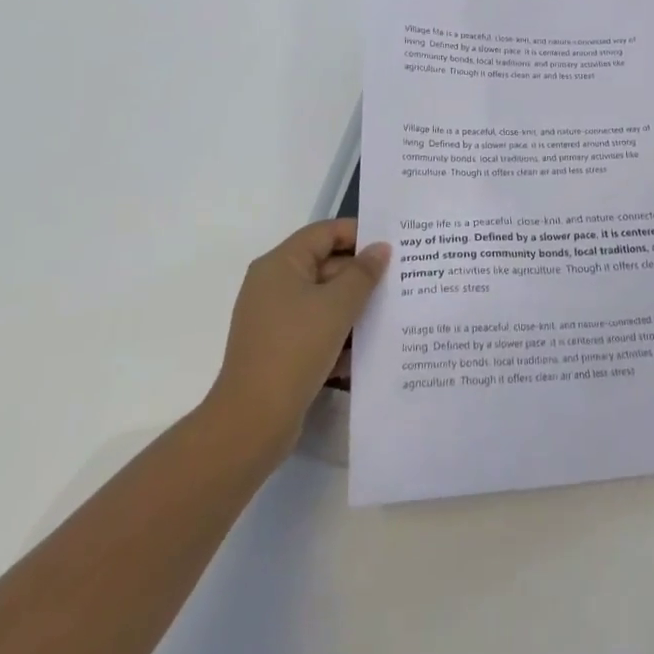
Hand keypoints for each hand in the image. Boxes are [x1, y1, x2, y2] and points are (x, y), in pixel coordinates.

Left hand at [200, 219, 390, 462]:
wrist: (252, 421)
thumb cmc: (295, 349)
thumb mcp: (338, 305)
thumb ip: (364, 273)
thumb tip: (380, 248)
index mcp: (281, 264)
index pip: (325, 232)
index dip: (360, 234)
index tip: (393, 247)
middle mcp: (273, 285)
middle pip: (326, 264)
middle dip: (362, 274)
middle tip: (400, 281)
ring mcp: (274, 318)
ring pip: (324, 299)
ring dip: (354, 306)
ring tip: (391, 313)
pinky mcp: (279, 348)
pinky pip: (316, 327)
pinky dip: (339, 332)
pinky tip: (366, 348)